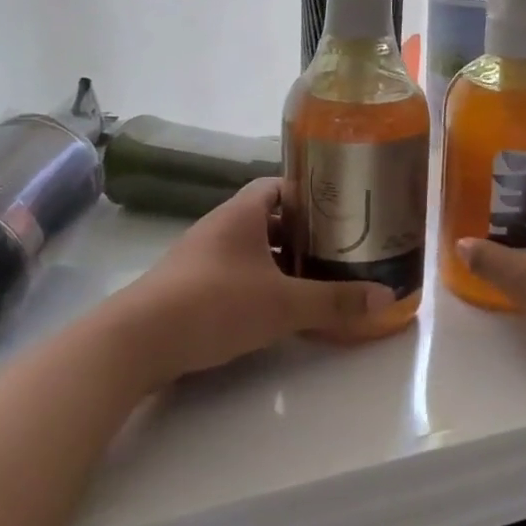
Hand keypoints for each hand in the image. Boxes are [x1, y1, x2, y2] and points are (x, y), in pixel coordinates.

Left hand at [110, 179, 395, 387]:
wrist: (138, 340)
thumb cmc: (215, 304)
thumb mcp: (284, 304)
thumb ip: (335, 301)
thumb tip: (388, 296)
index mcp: (241, 213)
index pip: (279, 185)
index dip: (310, 192)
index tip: (340, 207)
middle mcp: (220, 226)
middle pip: (268, 217)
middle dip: (302, 231)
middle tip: (338, 247)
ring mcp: (200, 256)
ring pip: (250, 248)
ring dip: (280, 260)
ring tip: (315, 277)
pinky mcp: (189, 286)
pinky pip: (234, 273)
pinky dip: (258, 282)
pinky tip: (276, 306)